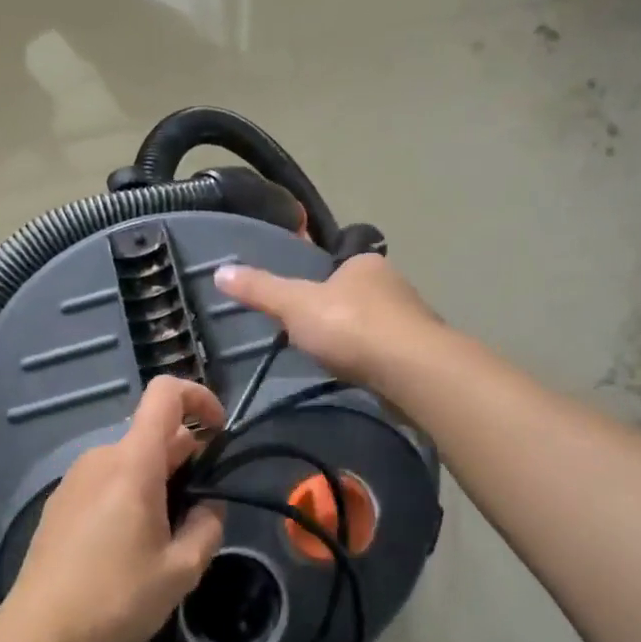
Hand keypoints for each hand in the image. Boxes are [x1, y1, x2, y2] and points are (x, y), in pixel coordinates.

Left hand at [0, 377, 226, 641]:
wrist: (38, 635)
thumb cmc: (115, 599)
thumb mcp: (180, 571)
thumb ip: (207, 527)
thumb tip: (209, 506)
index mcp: (132, 462)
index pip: (165, 393)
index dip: (199, 397)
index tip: (219, 431)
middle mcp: (101, 457)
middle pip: (152, 433)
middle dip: (185, 457)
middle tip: (198, 510)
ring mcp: (75, 478)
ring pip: (130, 459)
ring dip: (158, 479)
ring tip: (165, 536)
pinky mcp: (61, 502)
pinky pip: (106, 479)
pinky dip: (130, 493)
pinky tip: (128, 545)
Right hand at [214, 253, 439, 383]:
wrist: (410, 369)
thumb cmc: (349, 325)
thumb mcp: (294, 304)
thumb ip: (260, 290)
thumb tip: (219, 271)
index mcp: (366, 264)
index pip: (339, 267)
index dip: (320, 285)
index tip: (304, 308)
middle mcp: (394, 285)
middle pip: (358, 297)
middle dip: (340, 316)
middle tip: (315, 339)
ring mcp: (412, 320)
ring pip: (377, 326)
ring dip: (359, 341)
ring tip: (335, 362)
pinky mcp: (422, 354)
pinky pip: (389, 354)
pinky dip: (374, 363)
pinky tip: (361, 377)